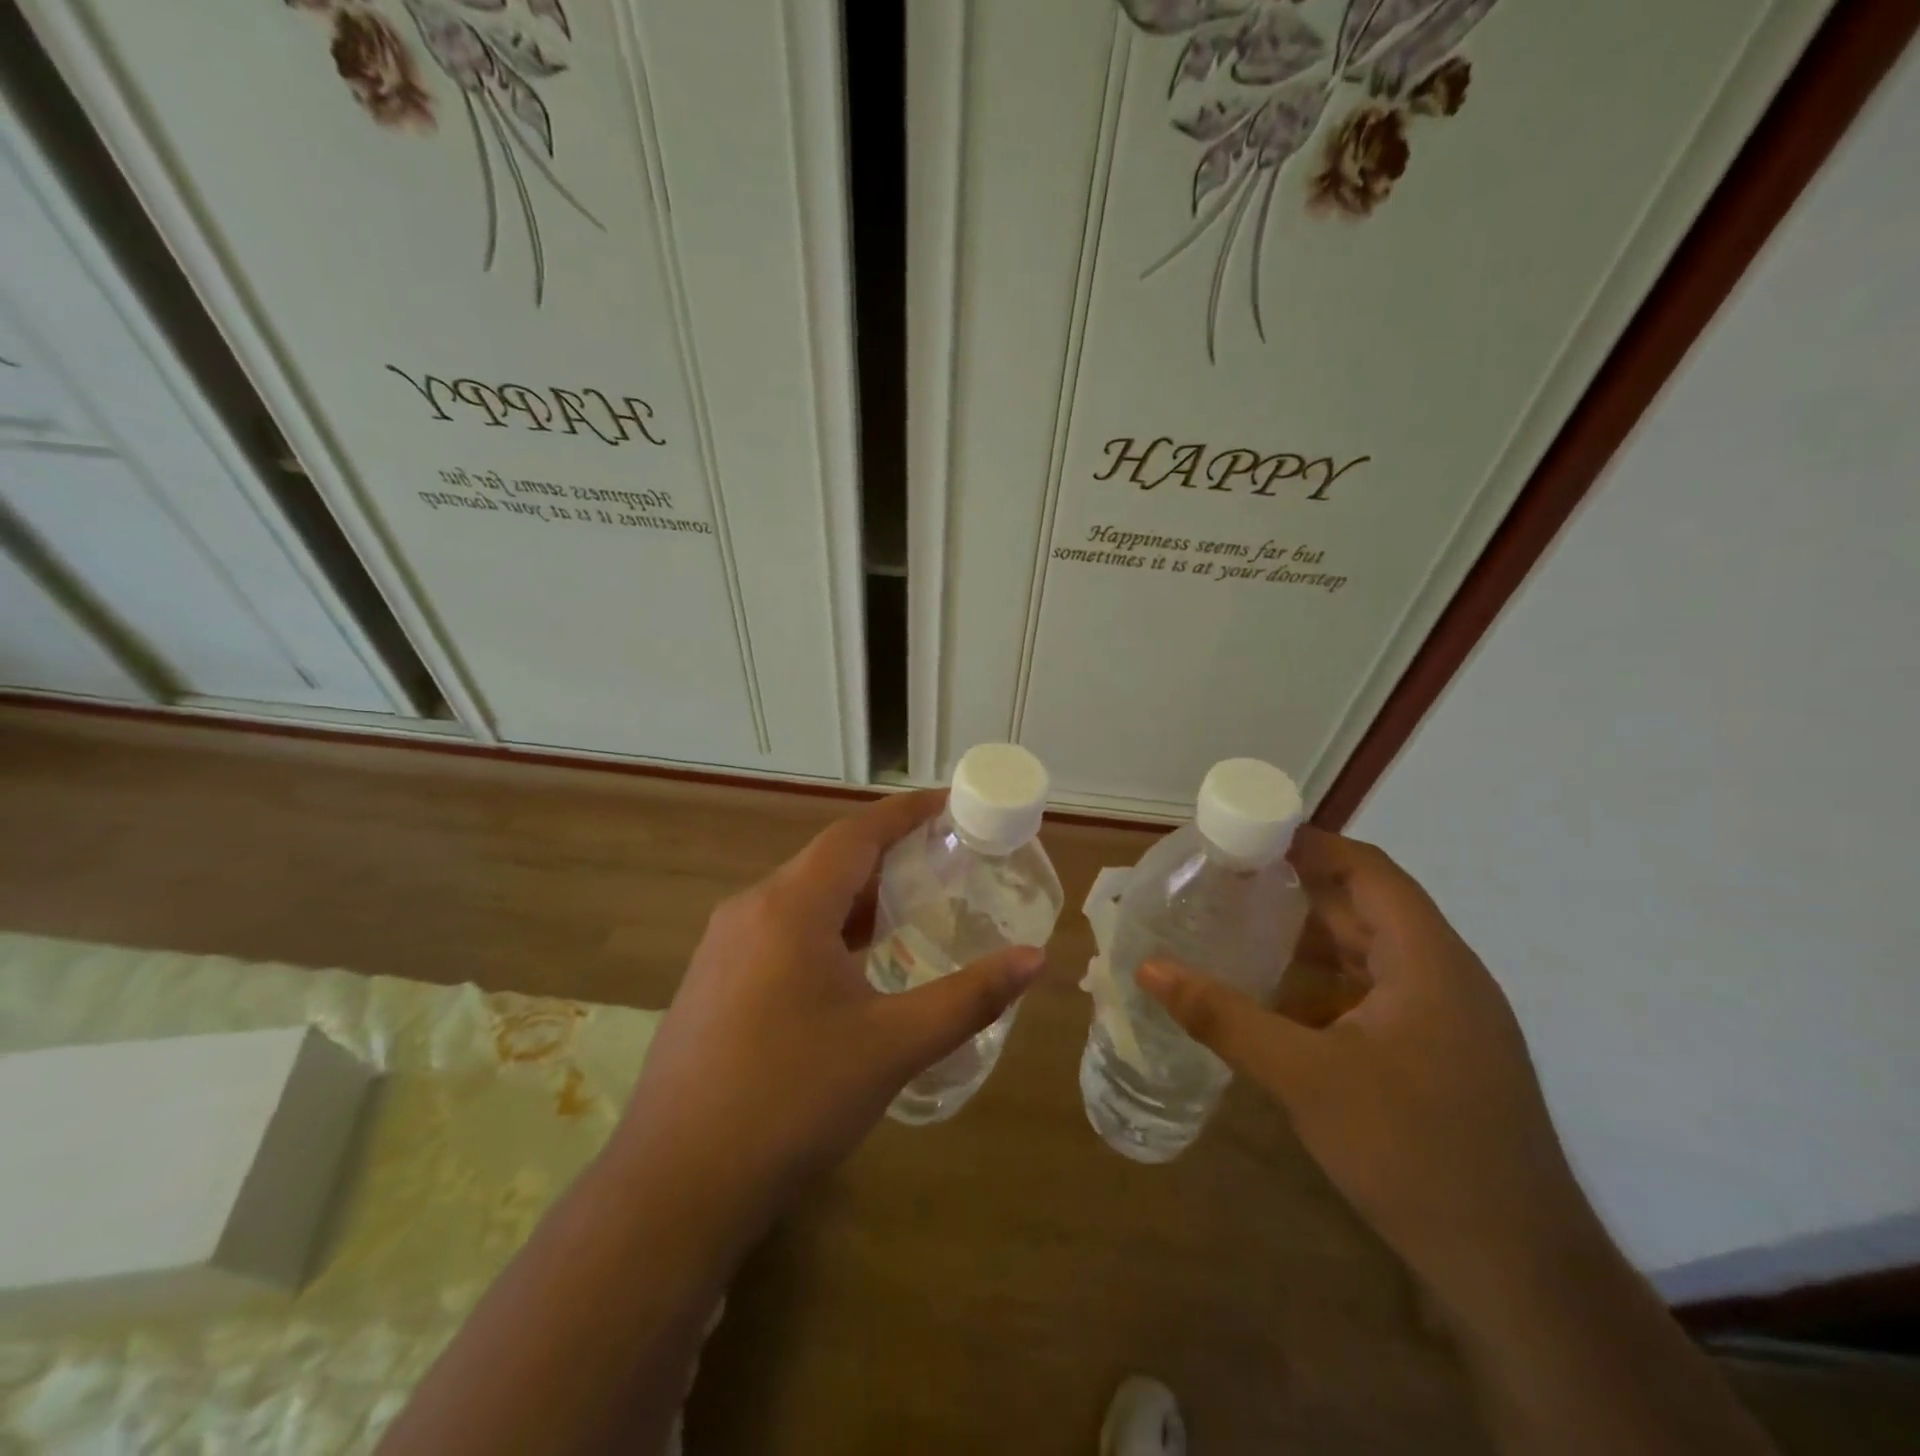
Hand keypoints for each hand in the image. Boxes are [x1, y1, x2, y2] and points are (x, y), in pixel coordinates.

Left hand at [612, 789, 1045, 1224]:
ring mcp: (723, 946)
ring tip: (912, 907)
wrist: (676, 1185)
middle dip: (888, 854)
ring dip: (856, 896)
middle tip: (946, 861)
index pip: (857, 833)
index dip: (906, 812)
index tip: (950, 804)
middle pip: (829, 860)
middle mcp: (751, 909)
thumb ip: (968, 998)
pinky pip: (780, 930)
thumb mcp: (892, 1046)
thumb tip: (1035, 959)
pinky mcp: (713, 980)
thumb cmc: (793, 1101)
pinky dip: (826, 927)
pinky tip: (853, 964)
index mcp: (791, 906)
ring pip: (802, 897)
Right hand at [1139, 825, 1588, 1316]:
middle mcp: (1444, 977)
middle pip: (1366, 909)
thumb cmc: (1414, 1152)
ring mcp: (1446, 1021)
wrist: (1518, 1272)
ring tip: (1239, 928)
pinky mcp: (1438, 1057)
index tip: (1248, 835)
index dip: (1311, 845)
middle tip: (1227, 879)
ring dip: (1309, 940)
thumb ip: (1224, 1018)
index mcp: (1428, 961)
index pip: (1370, 871)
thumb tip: (1150, 968)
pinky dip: (1324, 986)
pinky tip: (1277, 1002)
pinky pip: (1373, 997)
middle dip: (1297, 890)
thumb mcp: (1306, 1079)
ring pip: (1369, 956)